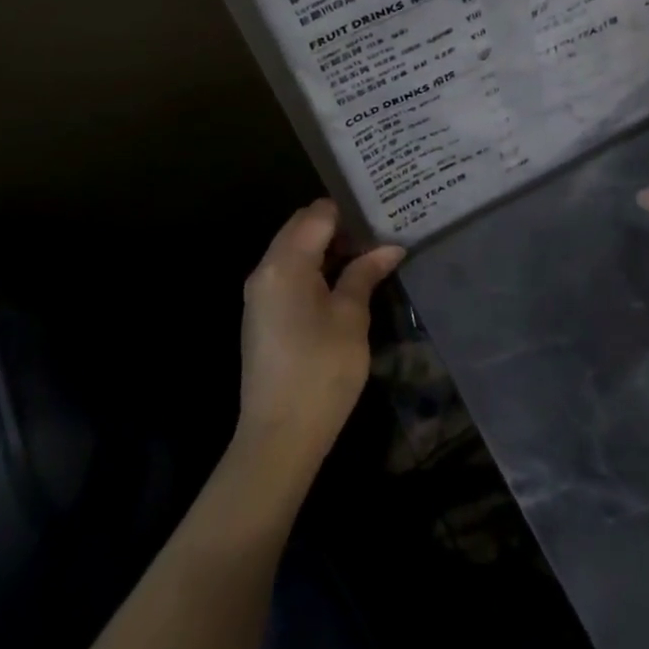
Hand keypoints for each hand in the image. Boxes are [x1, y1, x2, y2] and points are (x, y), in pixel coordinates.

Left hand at [238, 199, 403, 466]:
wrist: (278, 438)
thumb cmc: (321, 371)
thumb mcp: (351, 318)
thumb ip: (366, 273)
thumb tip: (389, 247)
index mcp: (285, 263)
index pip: (318, 213)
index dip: (350, 211)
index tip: (381, 215)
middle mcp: (266, 269)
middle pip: (302, 226)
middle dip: (339, 226)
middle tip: (378, 234)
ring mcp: (260, 292)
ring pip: (295, 248)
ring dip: (327, 247)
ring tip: (368, 254)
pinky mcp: (262, 313)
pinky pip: (289, 272)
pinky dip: (314, 267)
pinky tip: (344, 280)